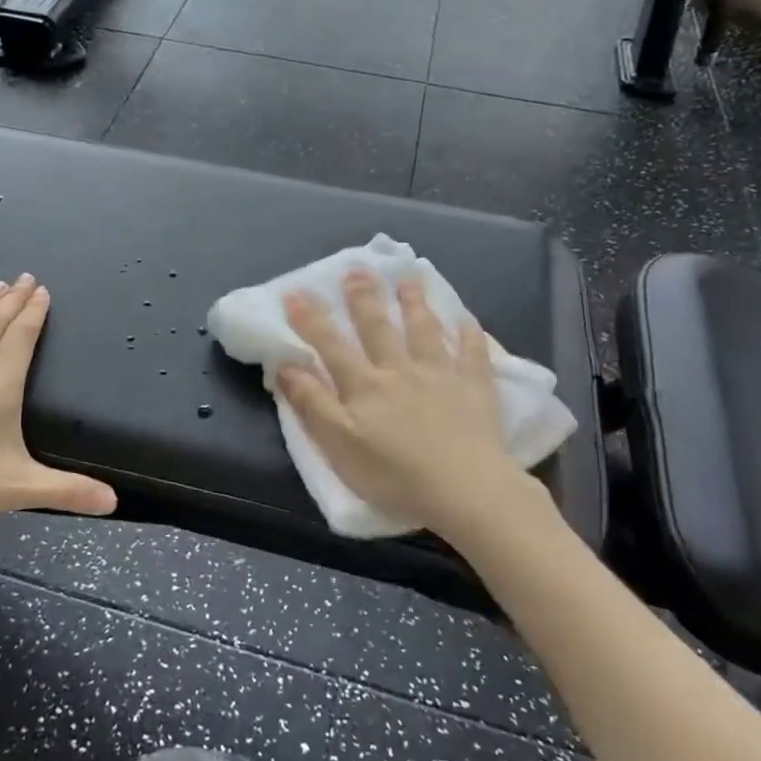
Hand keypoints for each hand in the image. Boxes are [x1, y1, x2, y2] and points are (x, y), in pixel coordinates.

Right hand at [278, 270, 545, 541]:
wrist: (465, 490)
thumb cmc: (395, 475)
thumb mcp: (339, 445)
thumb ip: (312, 404)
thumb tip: (285, 366)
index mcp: (364, 385)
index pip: (330, 344)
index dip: (310, 318)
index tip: (295, 291)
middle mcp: (400, 370)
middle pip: (378, 328)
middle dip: (364, 298)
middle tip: (357, 269)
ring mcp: (440, 375)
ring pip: (424, 331)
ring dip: (414, 303)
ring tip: (409, 280)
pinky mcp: (474, 389)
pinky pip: (473, 355)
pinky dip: (470, 335)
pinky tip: (468, 320)